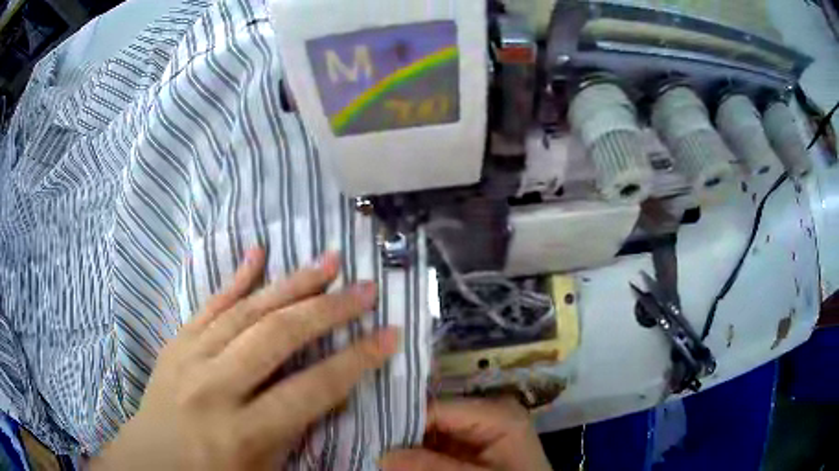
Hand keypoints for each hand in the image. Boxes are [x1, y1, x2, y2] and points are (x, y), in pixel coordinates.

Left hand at [92, 249, 397, 469]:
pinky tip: (257, 252)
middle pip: (277, 338)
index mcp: (242, 432)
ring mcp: (190, 358)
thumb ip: (298, 430)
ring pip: (246, 311)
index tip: (390, 335)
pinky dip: (236, 278)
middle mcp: (214, 388)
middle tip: (364, 287)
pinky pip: (209, 304)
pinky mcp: (176, 342)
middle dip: (328, 309)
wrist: (151, 460)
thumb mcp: (265, 469)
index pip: (311, 390)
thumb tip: (333, 389)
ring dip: (291, 283)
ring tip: (327, 260)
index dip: (356, 361)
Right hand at [379, 398, 550, 470]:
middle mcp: (486, 414)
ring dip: (406, 447)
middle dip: (401, 434)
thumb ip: (432, 467)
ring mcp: (478, 431)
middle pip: (432, 419)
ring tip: (376, 451)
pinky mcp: (472, 447)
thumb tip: (383, 455)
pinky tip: (397, 461)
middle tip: (369, 442)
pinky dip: (418, 455)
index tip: (371, 434)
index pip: (437, 408)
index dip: (402, 421)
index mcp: (497, 413)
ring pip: (430, 434)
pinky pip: (437, 446)